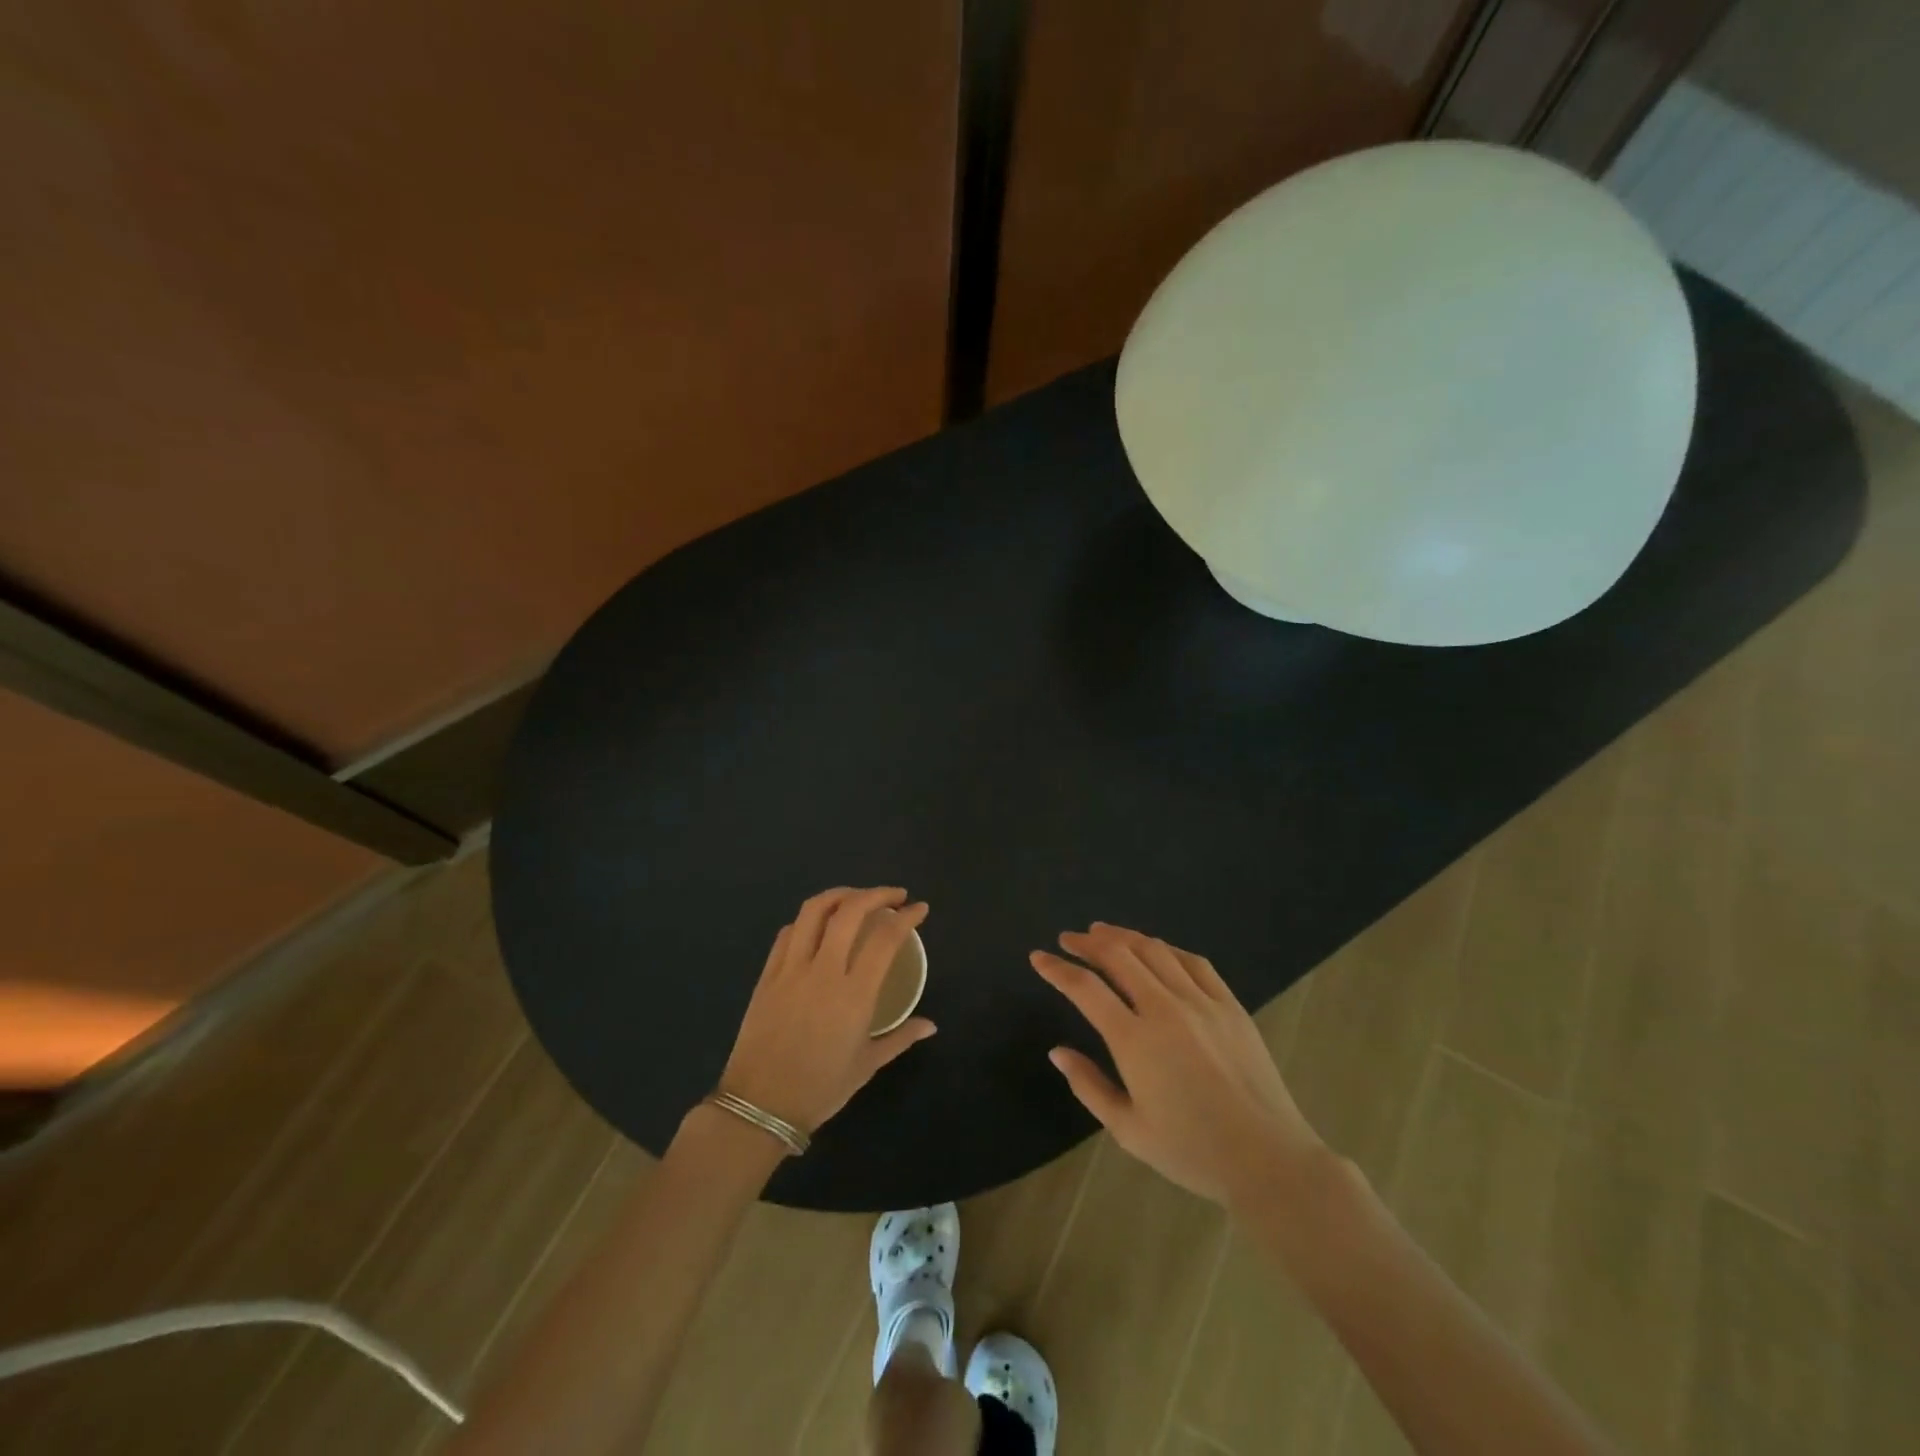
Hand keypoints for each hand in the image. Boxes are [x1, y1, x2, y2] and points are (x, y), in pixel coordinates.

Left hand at [719, 887, 935, 1136]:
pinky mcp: (768, 974)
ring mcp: (791, 969)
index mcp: (854, 994)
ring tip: (857, 897)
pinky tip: (820, 923)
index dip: (906, 917)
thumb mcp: (867, 1065)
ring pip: (814, 911)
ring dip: (840, 895)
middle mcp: (823, 971)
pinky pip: (788, 932)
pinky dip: (809, 919)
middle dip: (877, 894)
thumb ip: (901, 1037)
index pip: (885, 938)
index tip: (920, 909)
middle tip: (895, 896)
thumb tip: (930, 1026)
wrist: (759, 1106)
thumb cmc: (820, 1089)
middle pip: (850, 911)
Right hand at [1031, 923, 1321, 1206]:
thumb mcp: (1128, 1130)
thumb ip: (1088, 1086)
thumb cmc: (1191, 1152)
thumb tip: (1057, 1051)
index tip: (1038, 958)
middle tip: (1068, 939)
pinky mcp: (1230, 1005)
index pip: (1085, 988)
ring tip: (1103, 933)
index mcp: (1134, 1040)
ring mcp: (1201, 1002)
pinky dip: (1166, 949)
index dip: (1057, 969)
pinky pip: (1194, 962)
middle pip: (1118, 956)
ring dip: (1123, 936)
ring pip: (1155, 950)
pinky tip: (1156, 949)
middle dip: (1087, 942)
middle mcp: (1165, 1009)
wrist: (1267, 1159)